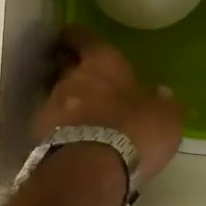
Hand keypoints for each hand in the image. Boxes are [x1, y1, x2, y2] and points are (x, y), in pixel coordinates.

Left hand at [34, 26, 182, 183]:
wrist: (90, 170)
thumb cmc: (133, 131)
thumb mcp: (165, 118)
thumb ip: (162, 102)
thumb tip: (160, 93)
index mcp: (103, 63)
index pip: (85, 38)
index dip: (79, 35)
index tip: (73, 34)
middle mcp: (72, 78)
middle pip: (66, 66)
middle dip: (73, 68)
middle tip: (84, 75)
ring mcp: (51, 107)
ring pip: (59, 96)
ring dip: (70, 103)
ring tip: (85, 116)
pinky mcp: (40, 137)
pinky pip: (53, 125)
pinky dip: (63, 129)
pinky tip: (77, 141)